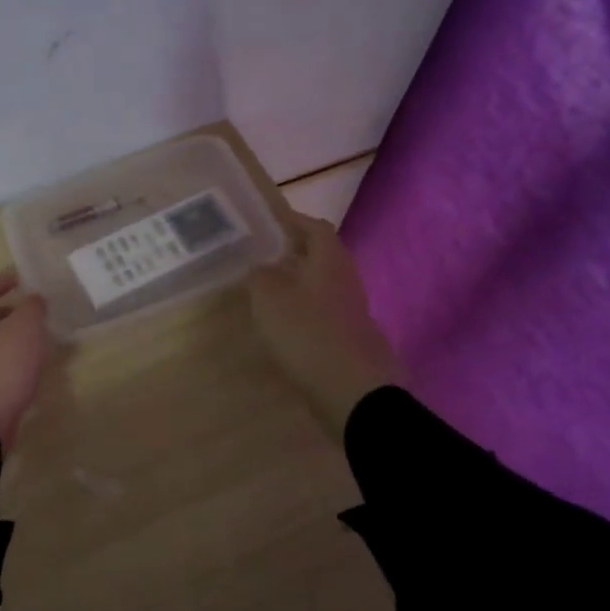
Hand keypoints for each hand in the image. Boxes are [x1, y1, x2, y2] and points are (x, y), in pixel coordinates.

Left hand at [0, 268, 51, 451]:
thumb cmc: (2, 366)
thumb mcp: (26, 328)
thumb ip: (32, 306)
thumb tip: (33, 298)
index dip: (1, 281)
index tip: (23, 282)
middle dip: (3, 309)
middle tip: (28, 312)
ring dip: (0, 334)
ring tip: (28, 340)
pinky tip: (17, 366)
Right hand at [248, 211, 403, 439]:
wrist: (351, 390)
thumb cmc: (307, 332)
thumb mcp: (269, 297)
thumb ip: (259, 276)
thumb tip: (258, 267)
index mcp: (329, 260)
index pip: (315, 227)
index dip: (293, 220)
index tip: (268, 221)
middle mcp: (345, 279)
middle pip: (321, 256)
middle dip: (294, 252)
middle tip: (262, 255)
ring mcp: (350, 311)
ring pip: (321, 285)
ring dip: (297, 282)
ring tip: (266, 289)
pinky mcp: (348, 338)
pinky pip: (322, 312)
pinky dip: (302, 310)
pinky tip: (281, 324)